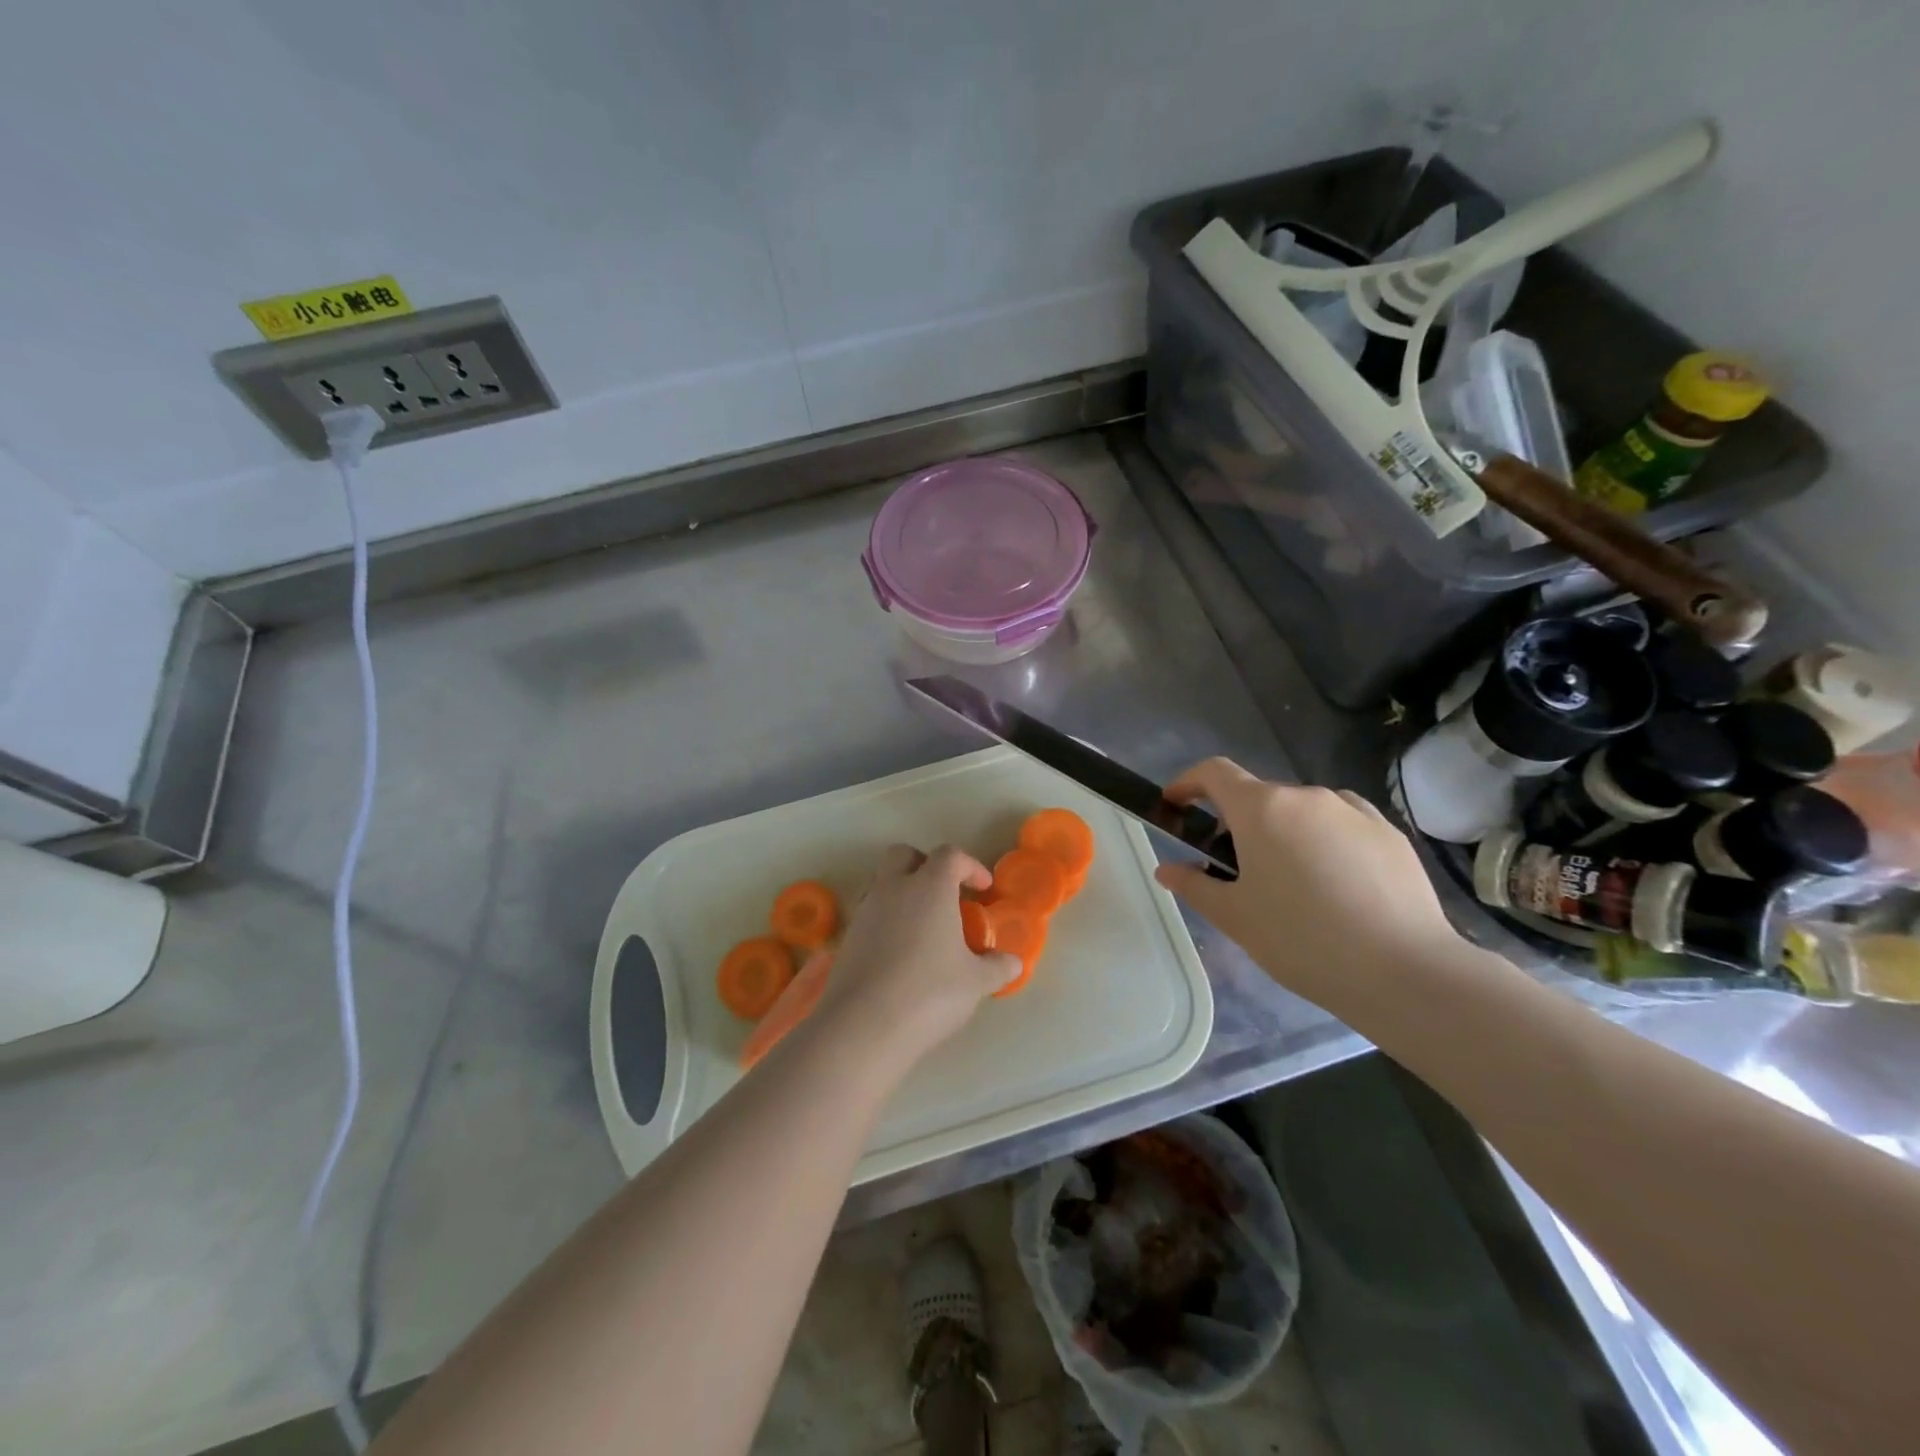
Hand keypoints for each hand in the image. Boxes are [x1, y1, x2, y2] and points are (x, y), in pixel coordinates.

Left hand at [813, 844, 1020, 1071]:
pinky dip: (886, 920)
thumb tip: (1012, 962)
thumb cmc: (929, 993)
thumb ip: (997, 967)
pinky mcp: (847, 937)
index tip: (983, 889)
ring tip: (923, 926)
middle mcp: (893, 888)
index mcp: (929, 886)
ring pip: (882, 882)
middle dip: (925, 865)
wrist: (863, 1025)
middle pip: (904, 855)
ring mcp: (865, 911)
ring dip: (902, 892)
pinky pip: (869, 913)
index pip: (950, 855)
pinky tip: (900, 951)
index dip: (970, 866)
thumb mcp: (975, 982)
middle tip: (945, 893)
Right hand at [1152, 758, 1464, 1021]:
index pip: (1214, 772)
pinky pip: (1341, 825)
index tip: (1176, 806)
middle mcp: (1306, 797)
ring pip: (1302, 812)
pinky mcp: (1389, 833)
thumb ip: (1194, 886)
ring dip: (1284, 834)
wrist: (1405, 971)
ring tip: (1292, 885)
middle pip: (1259, 797)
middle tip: (1236, 872)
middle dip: (1238, 824)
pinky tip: (1336, 886)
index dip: (1188, 783)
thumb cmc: (1302, 940)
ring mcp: (1353, 811)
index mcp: (1262, 809)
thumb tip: (1167, 870)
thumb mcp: (1235, 918)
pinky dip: (1324, 842)